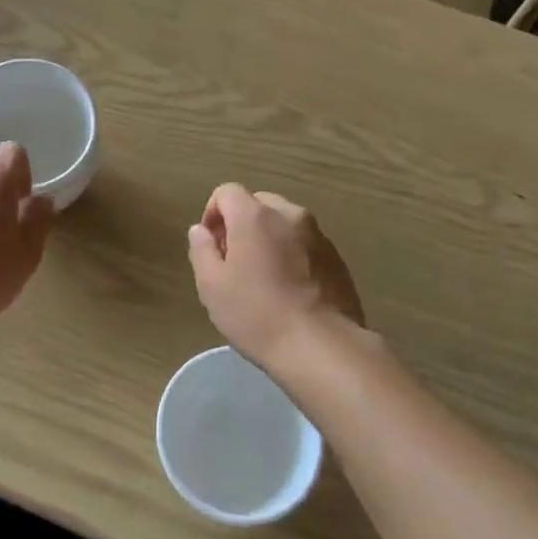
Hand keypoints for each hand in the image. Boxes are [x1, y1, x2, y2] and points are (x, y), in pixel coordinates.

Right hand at [186, 184, 363, 371]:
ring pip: (284, 223)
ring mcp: (317, 235)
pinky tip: (290, 290)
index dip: (212, 213)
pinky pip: (305, 243)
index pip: (227, 192)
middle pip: (257, 203)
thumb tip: (201, 230)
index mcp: (255, 216)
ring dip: (269, 238)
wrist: (321, 346)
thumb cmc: (257, 314)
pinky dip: (292, 254)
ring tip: (264, 278)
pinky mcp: (336, 257)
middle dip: (241, 224)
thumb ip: (202, 250)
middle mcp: (289, 214)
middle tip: (234, 262)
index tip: (211, 246)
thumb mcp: (212, 286)